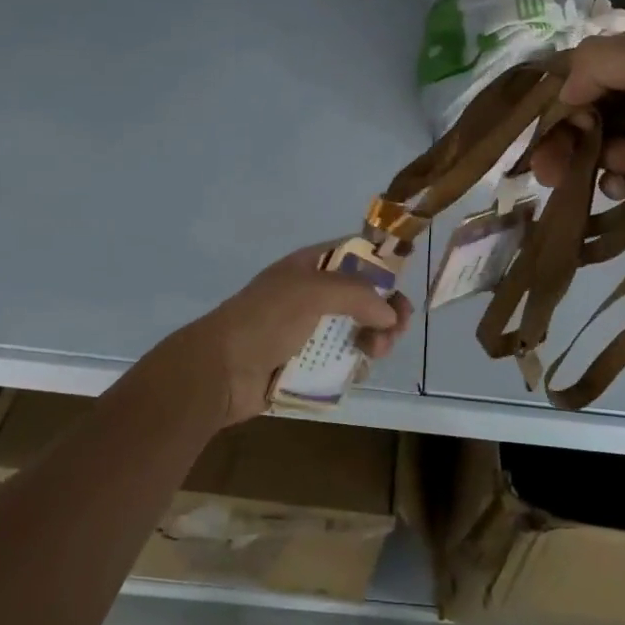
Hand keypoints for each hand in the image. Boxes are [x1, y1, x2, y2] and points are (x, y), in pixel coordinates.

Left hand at [170, 244, 412, 424]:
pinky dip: (358, 361)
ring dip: (377, 338)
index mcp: (310, 267)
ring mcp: (310, 330)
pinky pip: (344, 358)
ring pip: (358, 329)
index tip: (404, 281)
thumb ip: (358, 294)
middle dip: (386, 309)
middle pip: (364, 295)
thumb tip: (390, 313)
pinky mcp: (308, 363)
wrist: (221, 371)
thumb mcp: (312, 292)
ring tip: (377, 352)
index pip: (355, 253)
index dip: (382, 262)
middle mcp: (313, 294)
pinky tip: (362, 368)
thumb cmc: (265, 320)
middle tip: (396, 328)